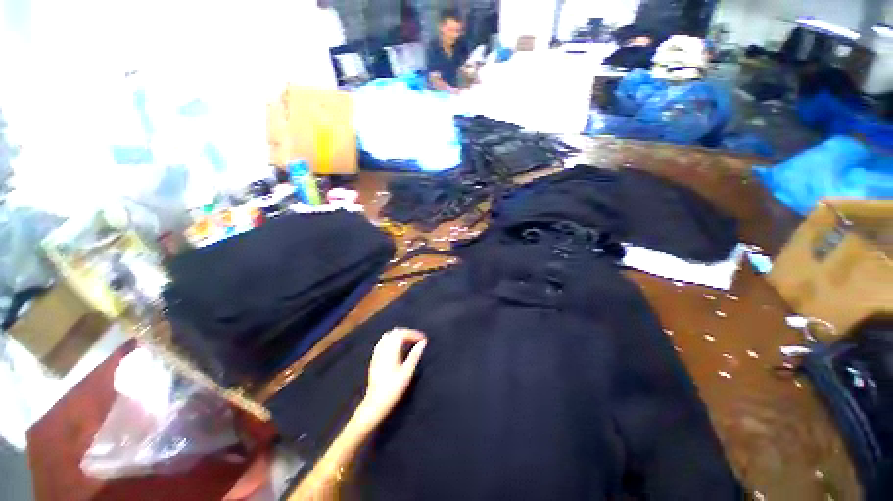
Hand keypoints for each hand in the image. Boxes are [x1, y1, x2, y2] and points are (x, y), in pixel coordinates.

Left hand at [357, 328, 426, 427]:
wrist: (375, 403)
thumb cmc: (393, 388)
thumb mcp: (407, 372)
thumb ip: (415, 355)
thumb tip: (423, 343)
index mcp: (391, 351)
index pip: (402, 333)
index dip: (413, 333)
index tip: (423, 338)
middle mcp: (383, 349)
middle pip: (395, 332)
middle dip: (407, 333)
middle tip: (417, 339)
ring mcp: (377, 353)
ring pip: (388, 336)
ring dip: (399, 335)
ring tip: (409, 342)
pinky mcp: (374, 359)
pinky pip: (382, 342)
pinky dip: (391, 340)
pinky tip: (397, 348)